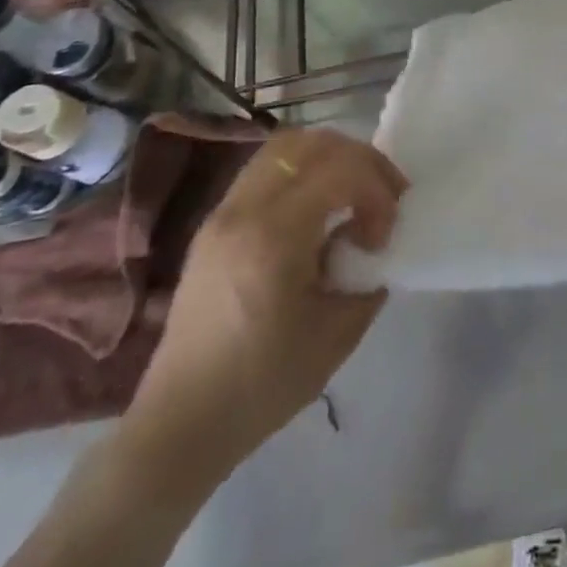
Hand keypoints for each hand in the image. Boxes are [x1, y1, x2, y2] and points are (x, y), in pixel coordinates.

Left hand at [117, 127, 406, 493]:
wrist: (182, 423)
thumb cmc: (264, 384)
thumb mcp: (339, 332)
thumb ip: (368, 275)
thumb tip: (374, 245)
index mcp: (273, 237)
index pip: (340, 169)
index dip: (378, 189)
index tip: (384, 235)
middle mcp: (243, 211)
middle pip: (312, 143)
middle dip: (360, 161)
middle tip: (384, 198)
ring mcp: (222, 213)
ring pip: (285, 148)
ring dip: (331, 160)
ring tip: (354, 198)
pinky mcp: (214, 225)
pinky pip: (266, 171)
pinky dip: (304, 174)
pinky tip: (319, 214)